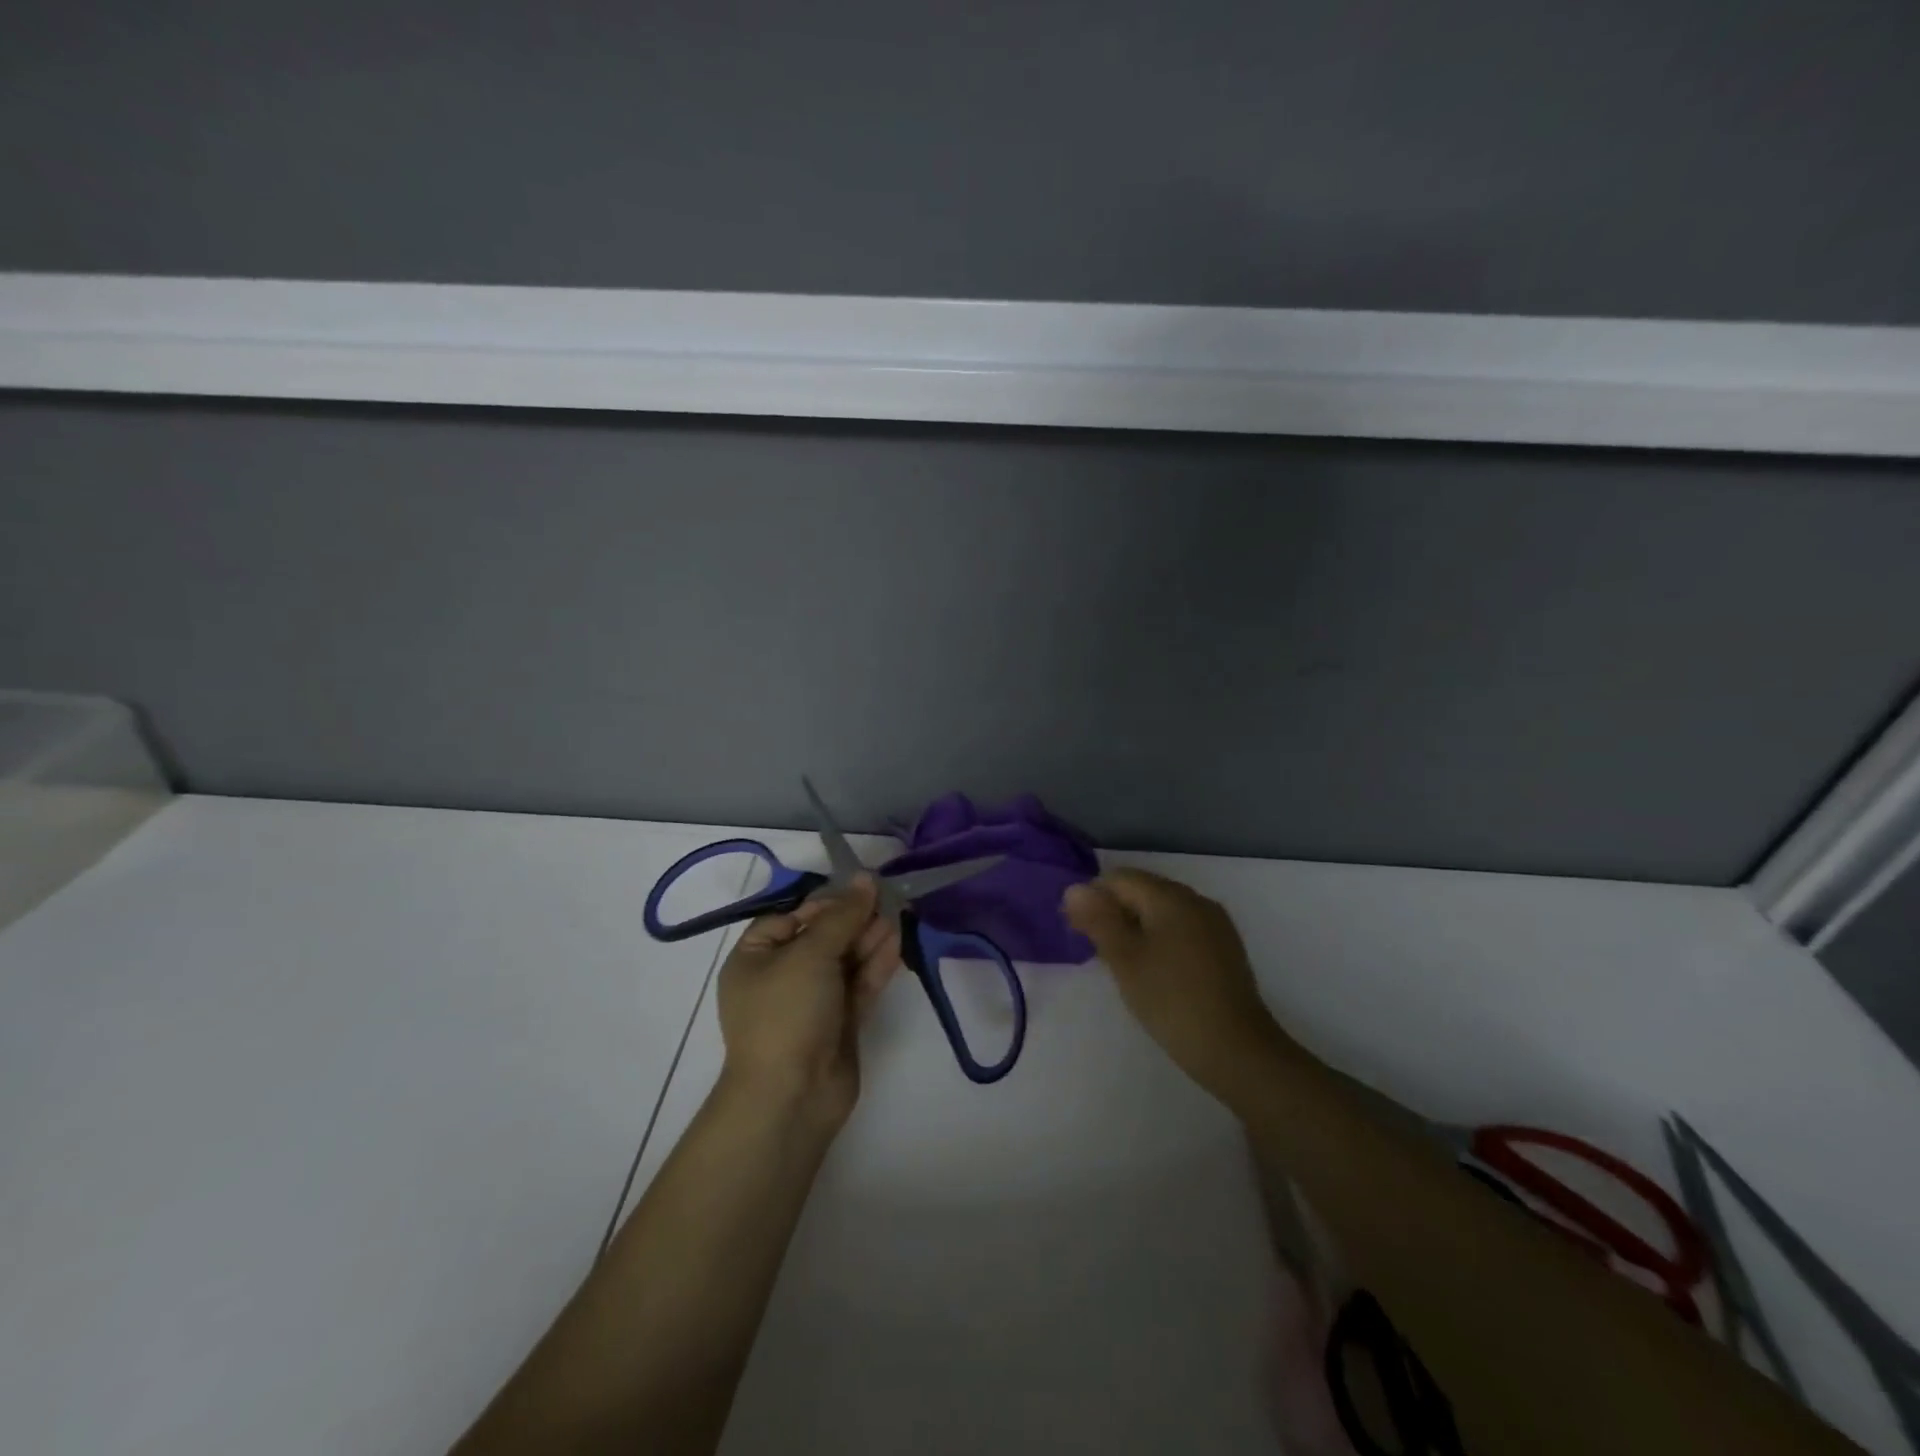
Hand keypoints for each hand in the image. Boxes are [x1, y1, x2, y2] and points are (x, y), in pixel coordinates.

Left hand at [715, 876, 900, 1127]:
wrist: (791, 1096)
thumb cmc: (787, 1013)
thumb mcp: (810, 954)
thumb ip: (842, 915)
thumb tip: (865, 878)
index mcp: (755, 958)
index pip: (791, 918)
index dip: (825, 903)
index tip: (858, 891)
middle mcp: (781, 977)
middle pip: (822, 937)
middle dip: (854, 919)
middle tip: (889, 899)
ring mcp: (811, 1003)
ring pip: (844, 961)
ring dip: (869, 938)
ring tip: (900, 915)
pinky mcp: (838, 1023)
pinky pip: (858, 985)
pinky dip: (876, 964)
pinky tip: (898, 942)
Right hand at [1063, 869, 1290, 1104]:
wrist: (1236, 1049)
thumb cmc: (1171, 1000)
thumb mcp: (1125, 959)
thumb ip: (1098, 919)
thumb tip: (1074, 888)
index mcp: (1170, 896)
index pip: (1120, 878)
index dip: (1093, 898)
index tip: (1077, 932)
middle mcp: (1196, 900)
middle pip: (1143, 890)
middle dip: (1115, 912)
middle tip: (1096, 951)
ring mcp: (1215, 924)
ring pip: (1163, 911)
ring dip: (1137, 927)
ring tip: (1122, 964)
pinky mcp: (1225, 948)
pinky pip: (1183, 929)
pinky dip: (1161, 940)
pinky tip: (1155, 971)